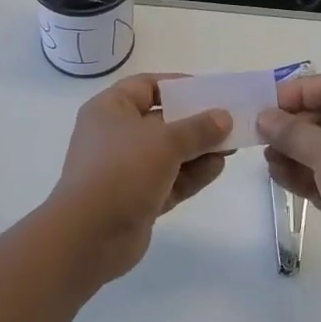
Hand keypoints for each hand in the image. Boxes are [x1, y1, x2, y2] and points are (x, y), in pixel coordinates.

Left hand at [46, 74, 232, 285]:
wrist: (88, 236)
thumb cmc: (122, 171)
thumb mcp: (165, 142)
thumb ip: (198, 128)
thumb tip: (224, 117)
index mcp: (110, 109)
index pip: (146, 86)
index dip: (178, 85)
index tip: (209, 91)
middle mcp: (115, 135)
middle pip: (161, 121)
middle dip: (195, 122)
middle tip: (229, 121)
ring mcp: (125, 169)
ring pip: (168, 153)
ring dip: (198, 149)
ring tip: (232, 146)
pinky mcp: (137, 199)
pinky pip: (169, 180)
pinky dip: (192, 174)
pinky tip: (218, 167)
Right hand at [257, 75, 320, 292]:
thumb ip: (292, 132)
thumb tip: (263, 117)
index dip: (299, 91)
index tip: (267, 104)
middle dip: (290, 126)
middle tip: (259, 135)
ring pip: (318, 148)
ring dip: (291, 152)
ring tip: (269, 161)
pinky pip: (320, 175)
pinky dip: (300, 175)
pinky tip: (279, 177)